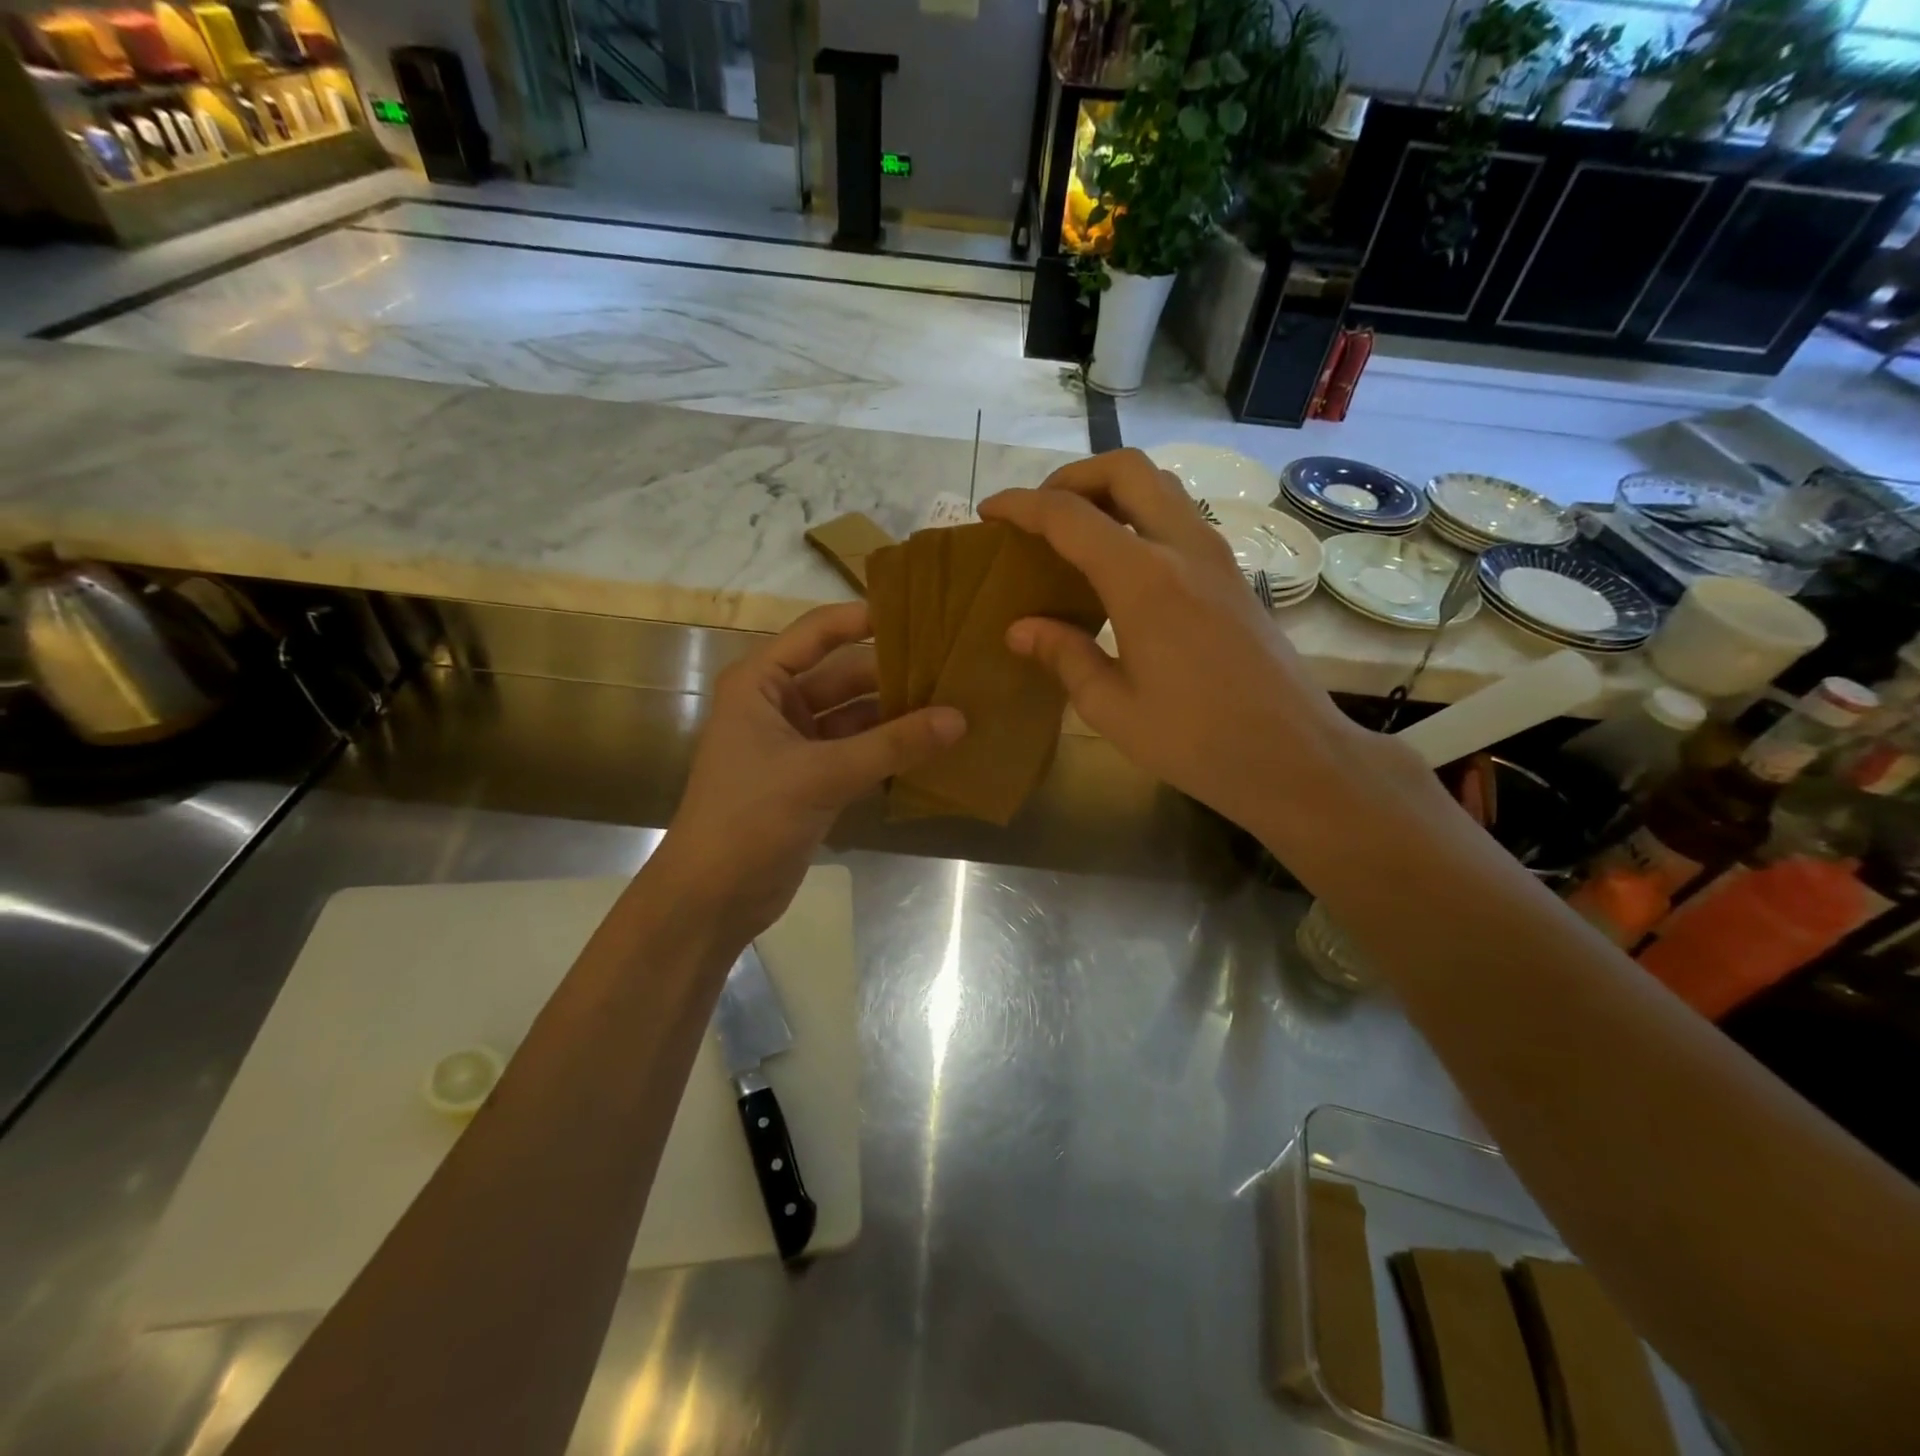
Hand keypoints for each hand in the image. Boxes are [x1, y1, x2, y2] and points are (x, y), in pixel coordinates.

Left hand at [646, 602, 964, 938]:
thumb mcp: (822, 774)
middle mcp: (779, 705)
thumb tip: (959, 718)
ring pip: (857, 718)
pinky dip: (891, 752)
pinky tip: (935, 747)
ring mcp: (798, 745)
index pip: (818, 633)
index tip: (921, 612)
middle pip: (845, 676)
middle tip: (955, 668)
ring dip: (898, 717)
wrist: (713, 898)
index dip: (864, 619)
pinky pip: (860, 753)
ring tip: (957, 705)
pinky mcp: (814, 781)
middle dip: (894, 676)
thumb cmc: (750, 818)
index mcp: (761, 683)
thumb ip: (892, 745)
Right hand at [979, 449, 1393, 840]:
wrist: (1294, 756)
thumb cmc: (1196, 741)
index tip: (989, 513)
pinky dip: (1140, 515)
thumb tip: (1020, 628)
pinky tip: (1120, 563)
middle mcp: (1183, 549)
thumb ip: (1063, 656)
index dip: (1022, 506)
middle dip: (1073, 476)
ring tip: (1075, 530)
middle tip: (1039, 513)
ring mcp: (1216, 556)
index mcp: (1144, 580)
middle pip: (1126, 469)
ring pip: (1161, 485)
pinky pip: (1180, 517)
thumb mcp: (1111, 708)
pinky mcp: (1233, 574)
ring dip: (1111, 490)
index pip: (1070, 516)